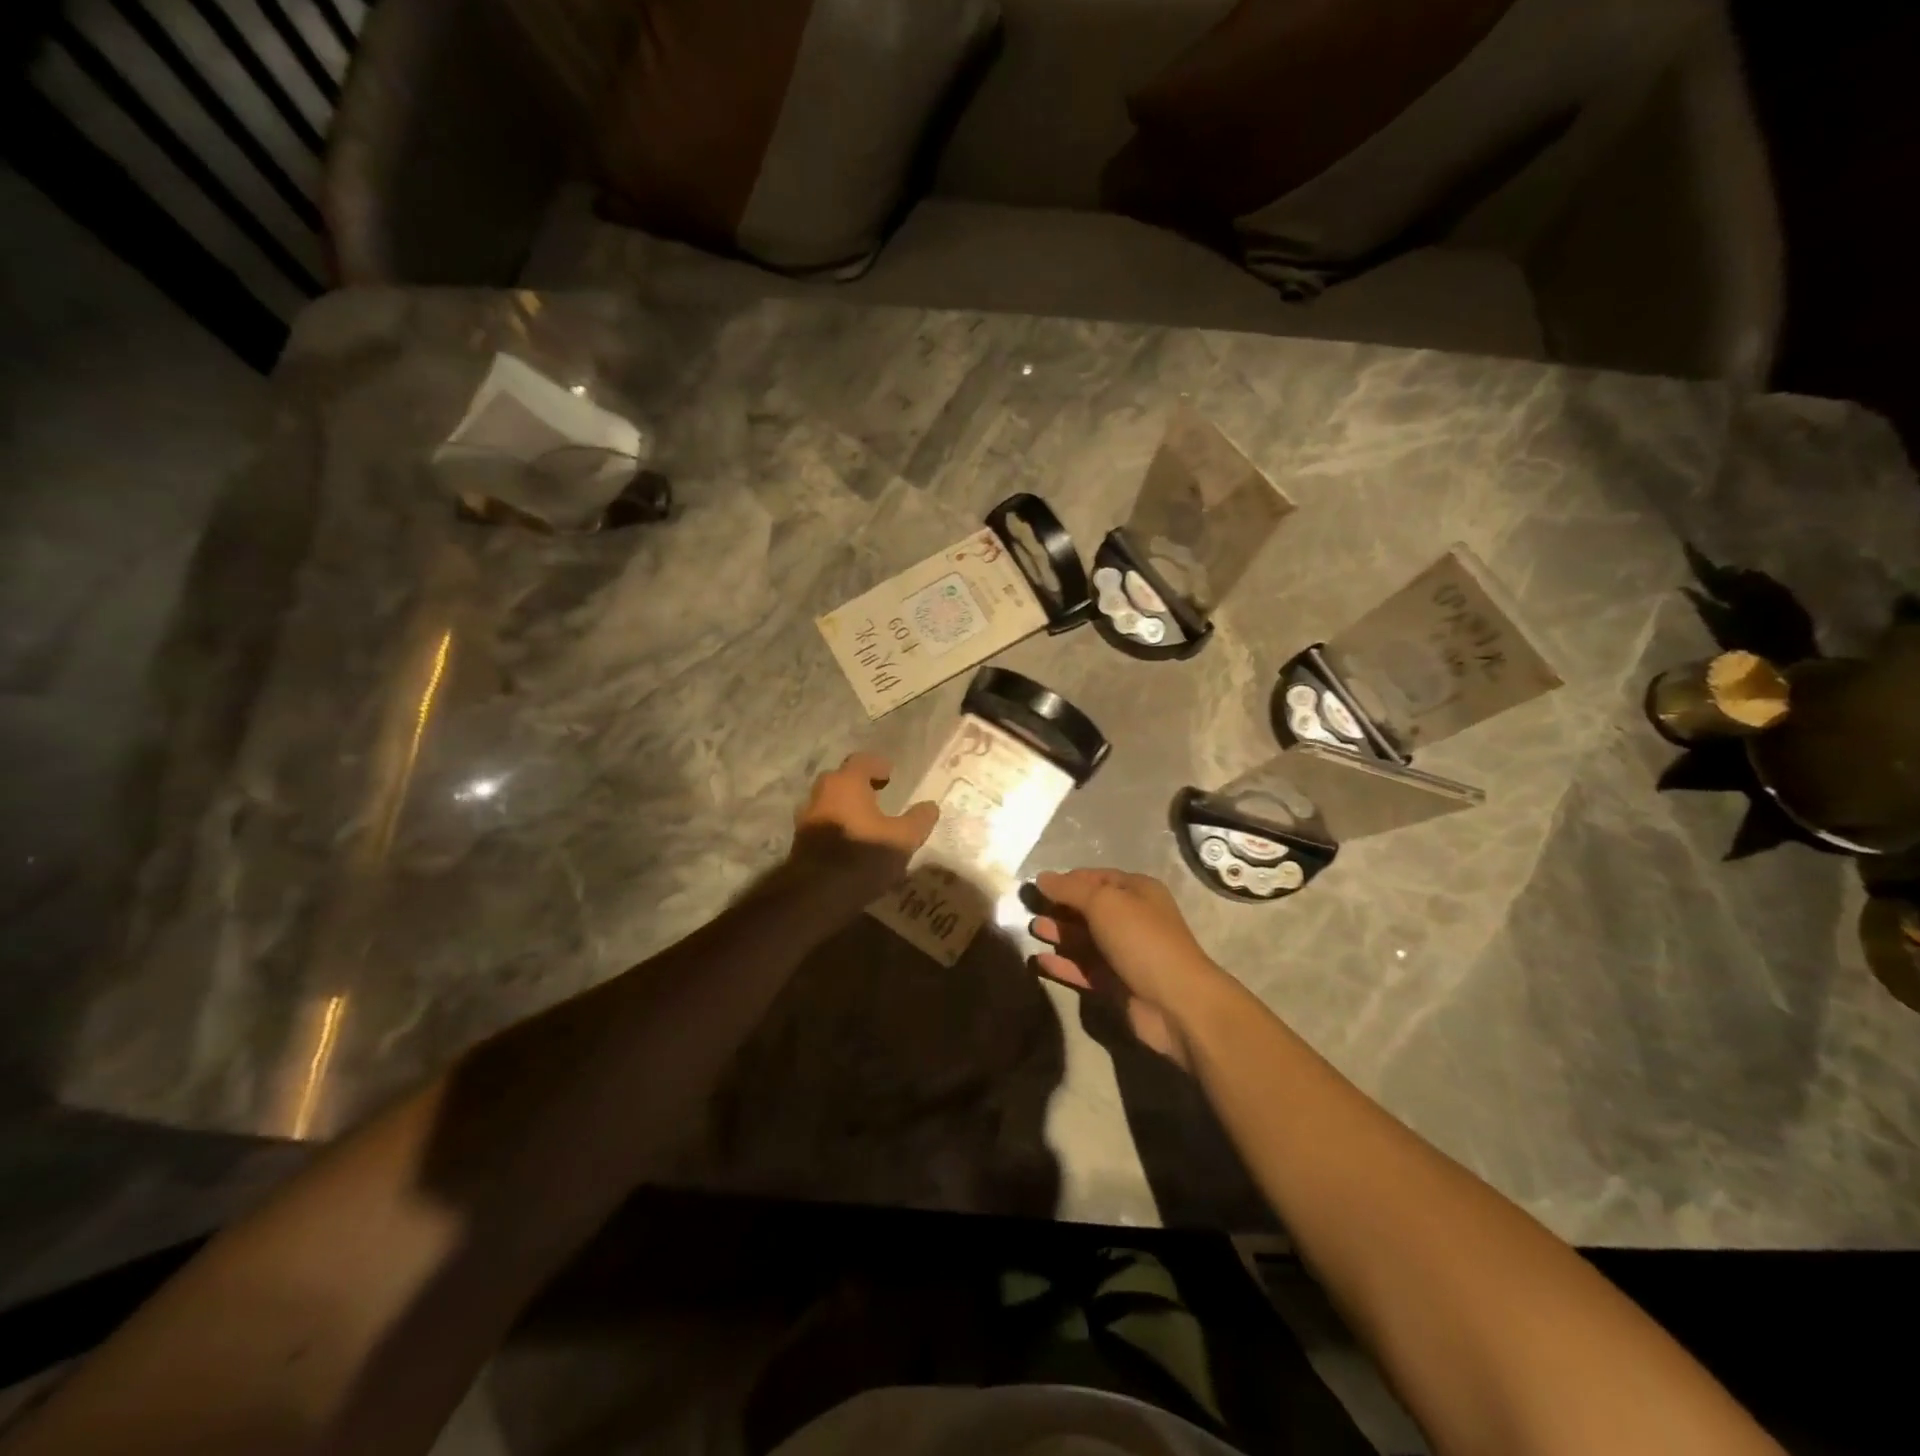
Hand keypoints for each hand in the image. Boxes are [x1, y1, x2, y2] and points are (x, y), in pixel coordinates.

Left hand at [783, 753, 938, 912]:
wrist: (817, 894)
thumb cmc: (863, 856)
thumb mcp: (902, 839)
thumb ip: (918, 820)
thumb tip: (930, 806)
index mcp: (846, 783)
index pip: (861, 761)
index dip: (877, 765)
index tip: (890, 774)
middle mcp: (821, 793)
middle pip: (841, 779)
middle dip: (859, 784)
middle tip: (878, 794)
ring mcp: (806, 817)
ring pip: (828, 802)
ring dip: (845, 806)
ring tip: (865, 820)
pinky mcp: (799, 841)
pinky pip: (822, 823)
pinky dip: (836, 825)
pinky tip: (850, 841)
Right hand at [1029, 869, 1232, 1069]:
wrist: (1176, 1003)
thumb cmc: (1141, 940)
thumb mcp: (1104, 903)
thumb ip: (1070, 890)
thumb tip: (1041, 878)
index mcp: (1136, 892)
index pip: (1095, 878)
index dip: (1067, 880)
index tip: (1037, 886)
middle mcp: (1131, 919)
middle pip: (1088, 909)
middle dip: (1060, 908)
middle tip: (1028, 909)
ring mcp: (1123, 954)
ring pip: (1084, 939)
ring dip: (1059, 934)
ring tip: (1032, 931)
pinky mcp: (1116, 985)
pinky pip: (1083, 969)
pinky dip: (1062, 964)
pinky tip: (1039, 961)